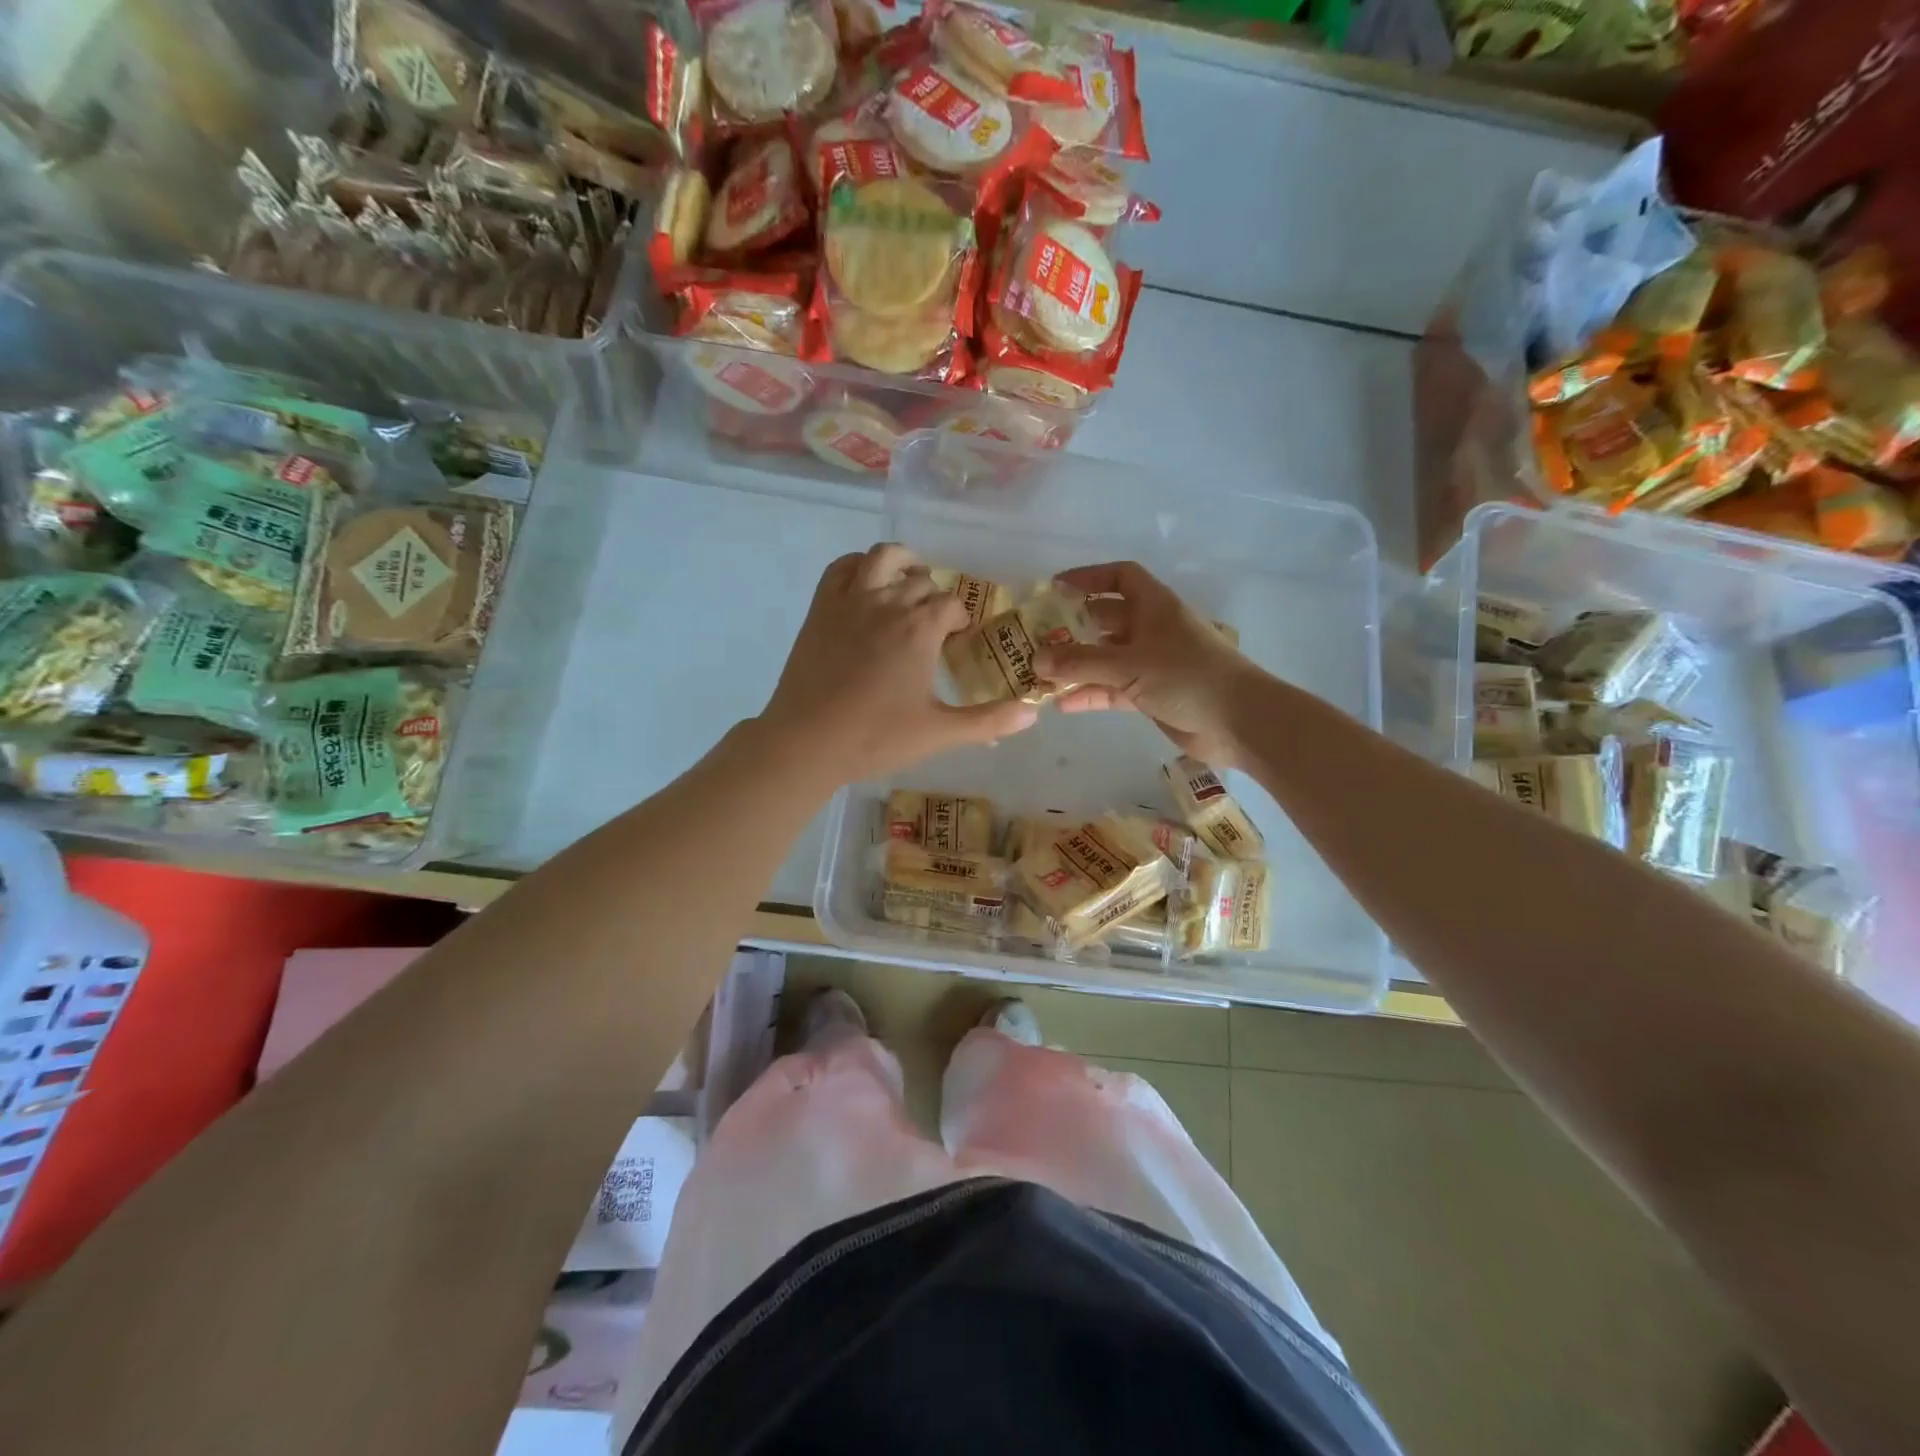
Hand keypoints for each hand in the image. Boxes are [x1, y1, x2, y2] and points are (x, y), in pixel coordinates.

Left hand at [758, 544, 1038, 786]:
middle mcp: (888, 602)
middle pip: (923, 582)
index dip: (960, 620)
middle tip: (935, 627)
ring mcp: (850, 600)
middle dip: (935, 599)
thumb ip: (988, 721)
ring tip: (910, 581)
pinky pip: (842, 567)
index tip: (957, 643)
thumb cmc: (876, 738)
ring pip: (884, 558)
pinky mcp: (821, 608)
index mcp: (920, 628)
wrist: (807, 742)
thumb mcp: (939, 733)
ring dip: (904, 563)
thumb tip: (1033, 713)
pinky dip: (859, 565)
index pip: (952, 605)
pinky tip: (866, 582)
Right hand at [1033, 560, 1264, 768]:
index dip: (1090, 577)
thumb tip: (1036, 658)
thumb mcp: (1130, 664)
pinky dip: (1090, 693)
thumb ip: (1081, 661)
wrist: (1239, 721)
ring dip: (1077, 665)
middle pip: (1106, 620)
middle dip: (1073, 627)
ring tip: (1041, 674)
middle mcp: (1152, 629)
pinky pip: (1112, 689)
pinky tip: (1062, 704)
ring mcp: (1152, 664)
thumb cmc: (1188, 676)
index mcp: (1154, 606)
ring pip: (1106, 658)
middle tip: (1037, 637)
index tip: (1056, 588)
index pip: (1121, 577)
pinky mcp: (1151, 695)